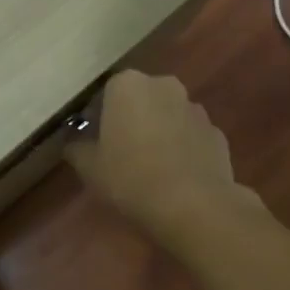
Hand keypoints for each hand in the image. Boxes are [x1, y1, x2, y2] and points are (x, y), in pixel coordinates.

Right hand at [64, 70, 256, 244]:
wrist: (192, 204)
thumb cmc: (129, 177)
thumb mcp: (89, 167)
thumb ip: (77, 149)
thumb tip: (72, 144)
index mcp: (127, 85)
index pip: (104, 95)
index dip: (97, 119)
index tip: (93, 143)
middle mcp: (164, 85)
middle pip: (140, 101)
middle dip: (130, 121)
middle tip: (119, 154)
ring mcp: (195, 108)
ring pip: (168, 117)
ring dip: (158, 133)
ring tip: (150, 168)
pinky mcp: (217, 133)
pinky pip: (190, 137)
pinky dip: (182, 150)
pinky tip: (175, 177)